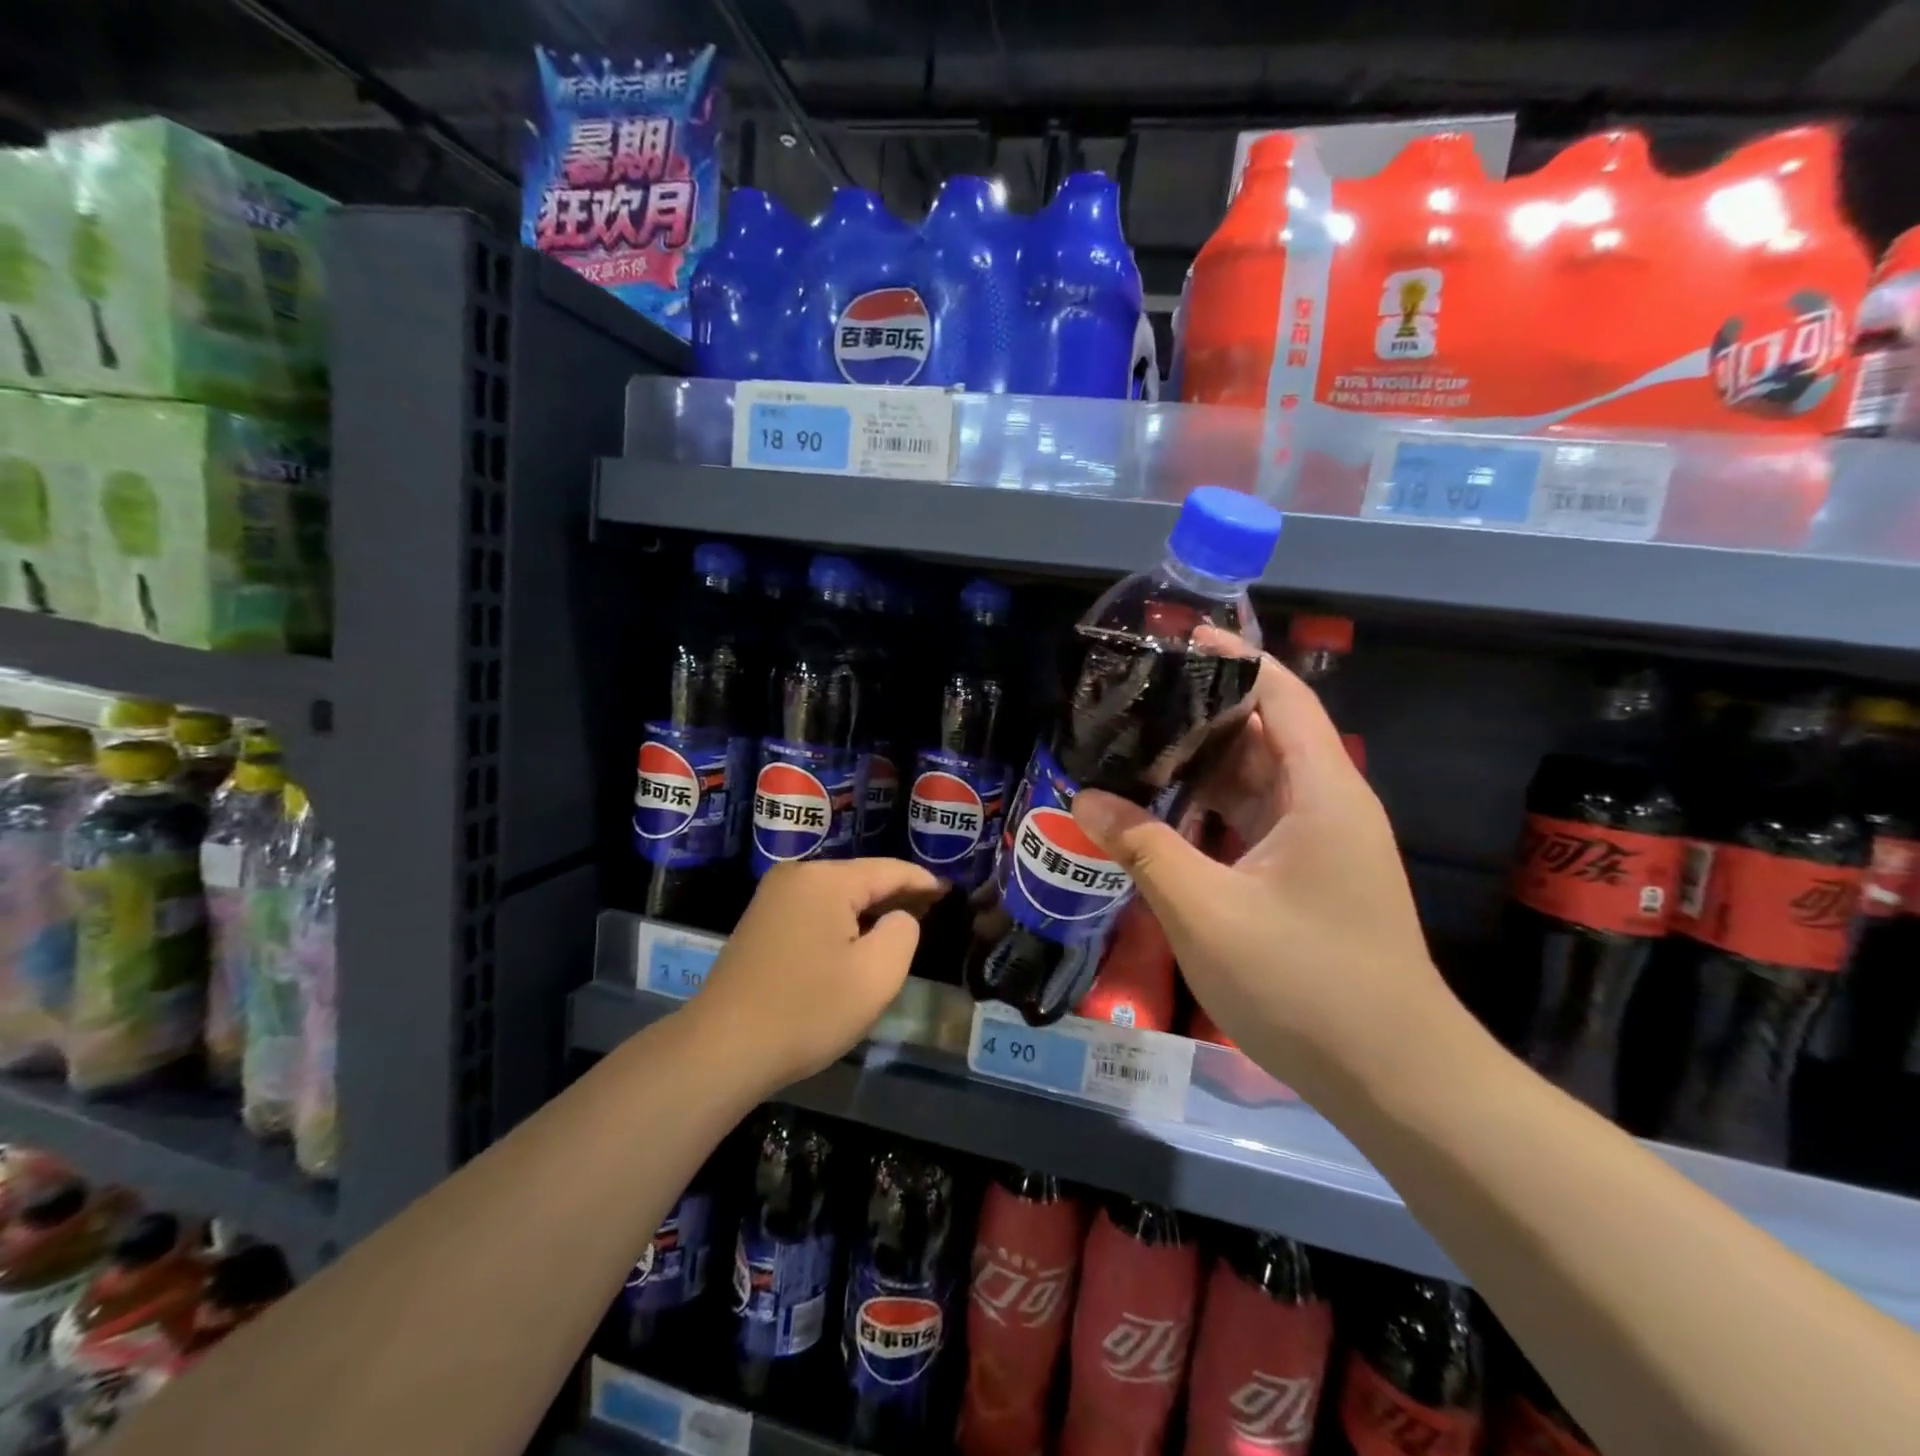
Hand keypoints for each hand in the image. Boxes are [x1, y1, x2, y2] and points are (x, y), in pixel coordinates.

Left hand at [690, 858, 944, 1091]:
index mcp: (826, 879)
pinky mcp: (759, 921)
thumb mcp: (876, 975)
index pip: (889, 870)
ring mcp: (772, 897)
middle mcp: (797, 875)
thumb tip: (897, 917)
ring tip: (899, 928)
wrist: (722, 1049)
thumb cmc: (807, 1011)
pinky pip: (814, 911)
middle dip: (895, 895)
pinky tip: (854, 943)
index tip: (949, 892)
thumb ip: (904, 932)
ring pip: (836, 896)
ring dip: (867, 911)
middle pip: (861, 878)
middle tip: (931, 913)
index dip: (923, 881)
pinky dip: (840, 922)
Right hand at [1072, 654, 1456, 1098]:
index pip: (1281, 695)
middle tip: (1131, 704)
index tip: (1175, 641)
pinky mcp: (1308, 878)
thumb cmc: (1305, 983)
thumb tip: (1086, 801)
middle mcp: (1327, 805)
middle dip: (1200, 713)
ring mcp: (1320, 844)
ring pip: (1254, 783)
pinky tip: (1160, 817)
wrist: (1395, 1079)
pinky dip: (1209, 812)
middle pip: (1263, 734)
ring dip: (1199, 767)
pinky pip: (1252, 823)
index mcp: (1321, 791)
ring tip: (1132, 751)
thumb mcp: (1206, 910)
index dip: (1233, 658)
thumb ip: (1143, 847)